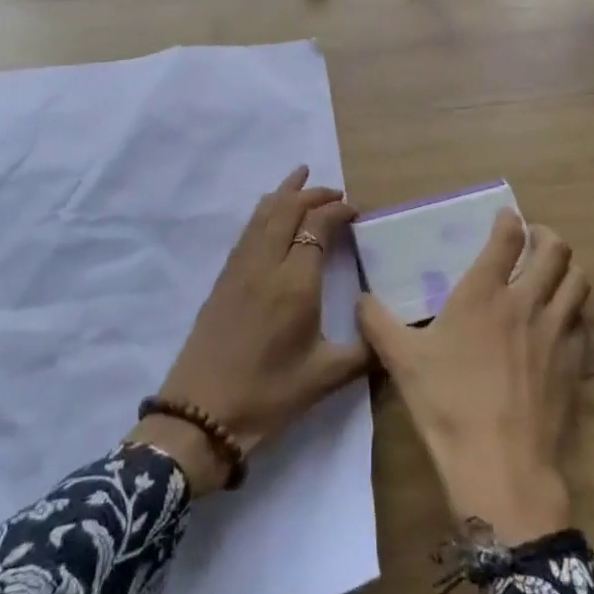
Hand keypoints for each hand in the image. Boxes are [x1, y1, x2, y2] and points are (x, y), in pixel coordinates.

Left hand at [129, 167, 370, 495]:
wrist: (200, 416)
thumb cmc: (268, 395)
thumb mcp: (326, 377)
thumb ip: (365, 351)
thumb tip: (393, 336)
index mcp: (295, 282)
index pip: (317, 226)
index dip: (338, 211)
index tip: (356, 212)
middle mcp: (266, 264)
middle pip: (287, 208)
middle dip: (313, 194)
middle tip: (336, 194)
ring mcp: (239, 268)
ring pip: (263, 213)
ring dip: (285, 193)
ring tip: (301, 178)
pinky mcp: (223, 278)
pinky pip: (248, 229)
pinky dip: (265, 211)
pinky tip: (271, 214)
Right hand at [357, 211, 588, 544]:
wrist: (501, 465)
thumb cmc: (447, 404)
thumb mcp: (401, 360)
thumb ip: (377, 322)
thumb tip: (360, 299)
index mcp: (484, 293)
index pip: (508, 237)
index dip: (510, 220)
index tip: (507, 216)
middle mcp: (527, 302)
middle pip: (556, 250)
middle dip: (547, 236)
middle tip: (534, 240)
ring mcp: (556, 332)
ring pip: (578, 280)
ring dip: (566, 269)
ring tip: (552, 273)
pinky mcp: (575, 362)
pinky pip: (582, 321)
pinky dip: (573, 310)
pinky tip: (559, 322)